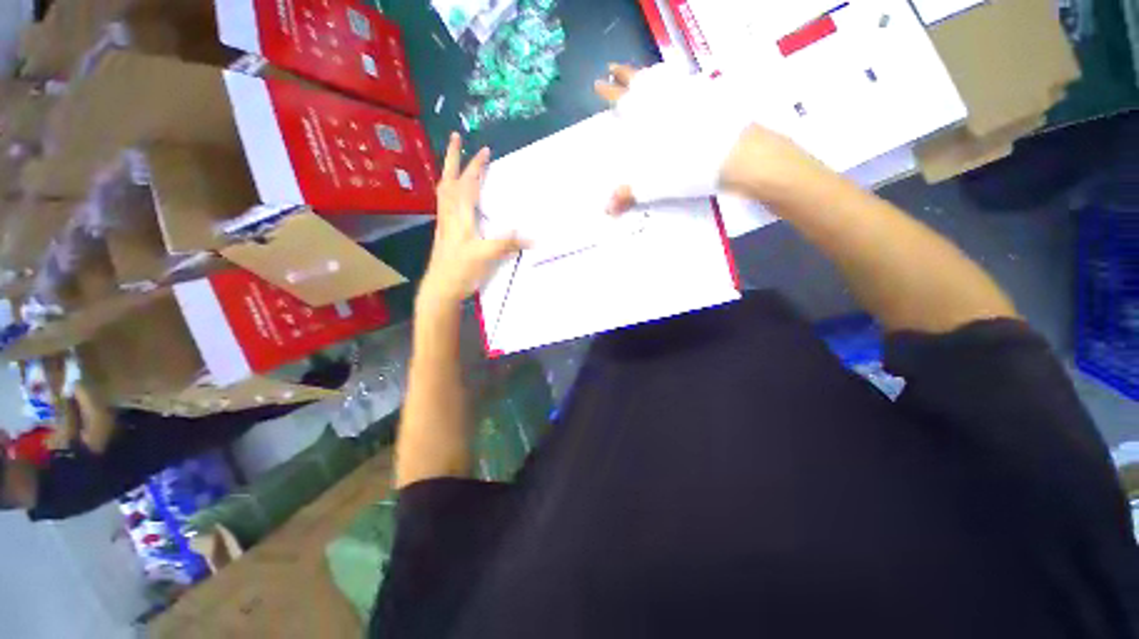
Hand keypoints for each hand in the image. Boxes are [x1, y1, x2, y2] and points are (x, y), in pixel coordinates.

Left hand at [418, 133, 525, 308]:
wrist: (441, 288)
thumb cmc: (461, 270)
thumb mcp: (486, 256)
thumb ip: (508, 243)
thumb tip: (534, 237)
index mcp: (460, 215)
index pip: (467, 184)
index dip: (476, 166)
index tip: (485, 150)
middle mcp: (449, 214)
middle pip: (448, 180)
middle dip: (452, 157)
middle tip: (455, 137)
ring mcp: (444, 223)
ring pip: (443, 191)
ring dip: (448, 171)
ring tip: (453, 161)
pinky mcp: (445, 233)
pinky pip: (444, 204)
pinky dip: (448, 191)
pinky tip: (453, 196)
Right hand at [594, 63, 824, 212]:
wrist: (737, 155)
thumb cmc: (689, 166)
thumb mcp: (654, 184)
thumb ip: (629, 194)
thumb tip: (607, 210)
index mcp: (649, 114)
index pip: (622, 98)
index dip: (609, 91)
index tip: (599, 83)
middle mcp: (666, 98)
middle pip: (640, 79)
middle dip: (624, 74)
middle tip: (613, 68)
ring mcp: (689, 95)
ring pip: (663, 78)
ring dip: (648, 76)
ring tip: (641, 75)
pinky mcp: (710, 99)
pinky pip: (685, 85)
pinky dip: (675, 84)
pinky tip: (676, 90)